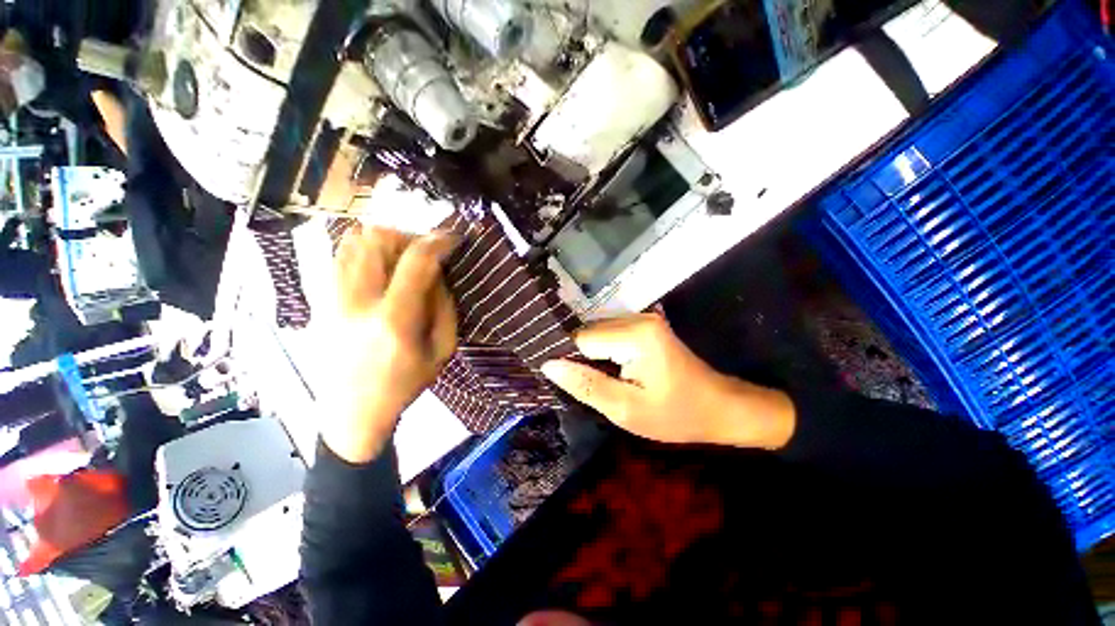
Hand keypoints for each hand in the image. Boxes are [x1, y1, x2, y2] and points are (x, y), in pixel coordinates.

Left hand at [323, 226, 457, 462]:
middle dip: (408, 236)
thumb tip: (438, 272)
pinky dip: (359, 250)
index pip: (416, 262)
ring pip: (350, 242)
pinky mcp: (317, 303)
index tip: (451, 238)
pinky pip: (335, 258)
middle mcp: (355, 303)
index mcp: (394, 321)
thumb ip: (444, 306)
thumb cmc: (405, 384)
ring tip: (400, 255)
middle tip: (424, 251)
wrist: (353, 412)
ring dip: (382, 240)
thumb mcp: (443, 350)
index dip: (437, 242)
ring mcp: (329, 300)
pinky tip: (375, 265)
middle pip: (377, 240)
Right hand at [540, 314, 795, 449]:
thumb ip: (586, 385)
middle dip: (582, 359)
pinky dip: (604, 352)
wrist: (718, 407)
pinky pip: (609, 334)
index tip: (571, 384)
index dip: (572, 362)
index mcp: (635, 335)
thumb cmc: (676, 414)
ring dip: (592, 356)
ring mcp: (642, 318)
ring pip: (596, 333)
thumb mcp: (626, 410)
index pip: (581, 340)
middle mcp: (637, 317)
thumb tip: (549, 365)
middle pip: (588, 333)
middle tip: (588, 386)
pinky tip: (611, 371)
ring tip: (600, 380)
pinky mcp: (644, 325)